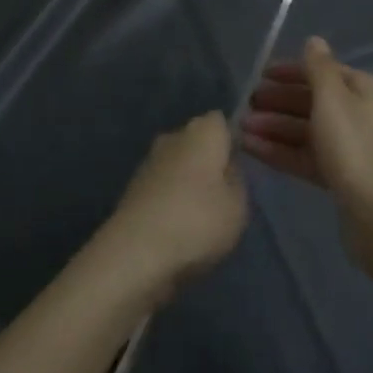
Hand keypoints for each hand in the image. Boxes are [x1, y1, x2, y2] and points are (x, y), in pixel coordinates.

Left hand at [97, 112, 247, 303]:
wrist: (137, 250)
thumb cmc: (198, 221)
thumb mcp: (237, 206)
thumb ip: (237, 180)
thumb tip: (227, 167)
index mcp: (202, 131)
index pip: (221, 122)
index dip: (231, 142)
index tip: (238, 170)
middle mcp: (174, 135)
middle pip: (197, 141)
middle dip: (208, 161)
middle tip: (222, 196)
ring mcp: (150, 158)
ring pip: (178, 162)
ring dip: (188, 181)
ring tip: (200, 217)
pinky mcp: (134, 184)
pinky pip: (162, 184)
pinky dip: (170, 198)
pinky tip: (177, 226)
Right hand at [240, 37, 372, 264]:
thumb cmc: (354, 147)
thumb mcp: (332, 97)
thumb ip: (318, 67)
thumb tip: (314, 40)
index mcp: (362, 90)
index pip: (321, 71)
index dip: (289, 71)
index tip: (259, 75)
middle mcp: (358, 114)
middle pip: (311, 101)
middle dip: (277, 102)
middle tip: (246, 104)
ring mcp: (349, 148)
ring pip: (305, 130)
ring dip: (273, 126)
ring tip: (241, 129)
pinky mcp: (339, 177)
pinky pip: (305, 156)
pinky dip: (280, 151)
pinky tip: (252, 150)